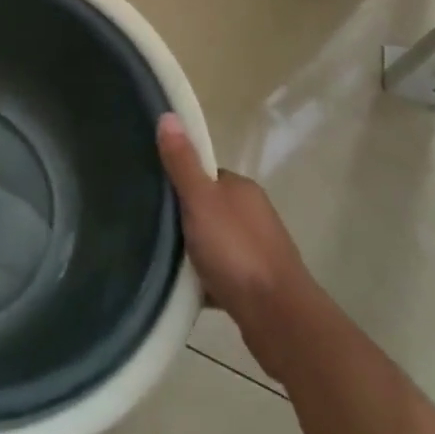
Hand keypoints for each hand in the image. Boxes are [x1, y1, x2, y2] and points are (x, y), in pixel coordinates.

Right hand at [157, 113, 306, 327]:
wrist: (279, 318)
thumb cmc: (236, 251)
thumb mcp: (200, 201)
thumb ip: (182, 162)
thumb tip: (168, 115)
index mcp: (242, 189)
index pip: (204, 174)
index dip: (180, 181)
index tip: (155, 194)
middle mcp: (254, 214)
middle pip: (209, 207)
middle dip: (186, 217)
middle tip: (155, 227)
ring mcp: (259, 250)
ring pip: (216, 241)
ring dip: (196, 249)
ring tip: (166, 258)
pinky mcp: (258, 284)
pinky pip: (223, 272)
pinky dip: (207, 277)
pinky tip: (188, 287)